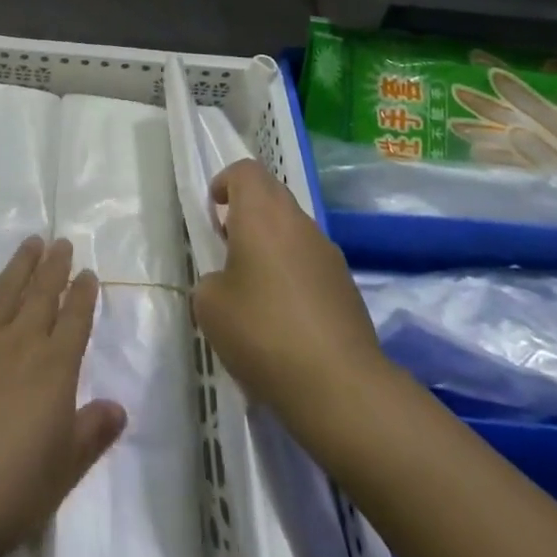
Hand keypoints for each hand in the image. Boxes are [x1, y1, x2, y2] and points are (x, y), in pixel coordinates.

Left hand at [0, 237, 125, 556]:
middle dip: (55, 267)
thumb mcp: (66, 468)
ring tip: (32, 241)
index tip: (87, 273)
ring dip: (20, 264)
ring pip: (6, 290)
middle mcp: (22, 343)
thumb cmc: (13, 488)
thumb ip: (92, 432)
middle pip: (42, 295)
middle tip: (62, 242)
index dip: (83, 295)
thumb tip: (119, 407)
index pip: (75, 320)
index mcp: (55, 368)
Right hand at [192, 159, 386, 438]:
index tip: (213, 210)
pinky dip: (293, 272)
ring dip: (271, 243)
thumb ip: (211, 281)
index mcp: (263, 214)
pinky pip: (311, 261)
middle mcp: (298, 222)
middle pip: (272, 195)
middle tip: (228, 245)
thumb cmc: (263, 332)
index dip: (225, 183)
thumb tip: (226, 283)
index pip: (245, 171)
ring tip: (254, 286)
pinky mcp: (347, 285)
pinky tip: (283, 316)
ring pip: (293, 229)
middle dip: (247, 211)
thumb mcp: (209, 306)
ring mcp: (328, 253)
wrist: (340, 386)